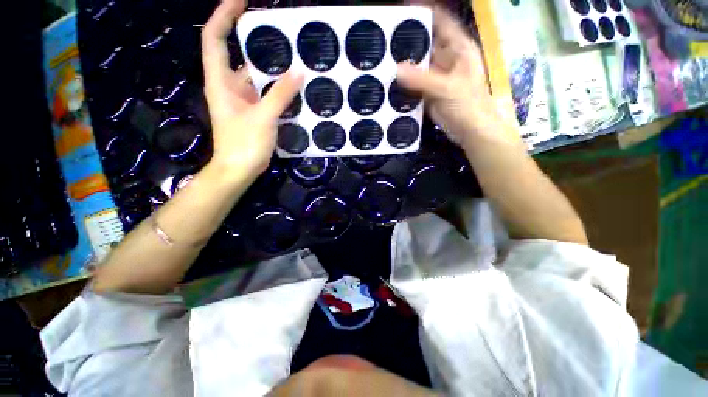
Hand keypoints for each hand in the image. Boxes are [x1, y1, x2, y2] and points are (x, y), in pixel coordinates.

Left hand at [202, 0, 302, 180]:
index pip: (214, 38)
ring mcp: (243, 99)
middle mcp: (229, 86)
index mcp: (220, 81)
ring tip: (292, 56)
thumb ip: (280, 95)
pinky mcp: (254, 111)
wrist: (239, 169)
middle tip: (280, 30)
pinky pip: (265, 92)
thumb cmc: (243, 144)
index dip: (224, 15)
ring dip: (271, 67)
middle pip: (237, 54)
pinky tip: (293, 85)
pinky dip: (277, 87)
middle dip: (255, 40)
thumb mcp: (262, 118)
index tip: (241, 0)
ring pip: (255, 76)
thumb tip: (298, 73)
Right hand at [396, 7, 514, 145]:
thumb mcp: (447, 88)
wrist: (471, 131)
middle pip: (426, 43)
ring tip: (383, 60)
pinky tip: (391, 82)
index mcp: (458, 49)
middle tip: (385, 40)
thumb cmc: (468, 105)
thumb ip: (422, 79)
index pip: (441, 22)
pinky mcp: (430, 93)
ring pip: (419, 65)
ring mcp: (437, 77)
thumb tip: (396, 70)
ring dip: (404, 64)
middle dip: (408, 41)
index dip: (424, 12)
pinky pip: (415, 84)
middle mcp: (447, 59)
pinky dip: (405, 83)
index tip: (402, 10)